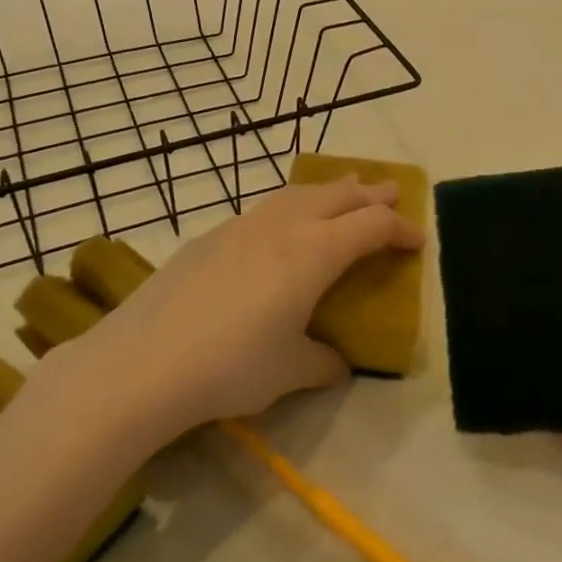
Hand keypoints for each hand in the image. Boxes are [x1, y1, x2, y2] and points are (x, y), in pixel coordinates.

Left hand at [44, 178, 422, 440]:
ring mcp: (243, 226)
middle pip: (338, 196)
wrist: (143, 361)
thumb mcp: (289, 371)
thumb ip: (322, 362)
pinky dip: (292, 204)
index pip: (371, 227)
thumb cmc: (231, 366)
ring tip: (344, 190)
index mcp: (315, 253)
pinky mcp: (211, 236)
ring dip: (330, 190)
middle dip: (370, 194)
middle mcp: (284, 227)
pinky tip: (283, 224)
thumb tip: (337, 363)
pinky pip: (267, 207)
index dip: (401, 230)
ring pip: (299, 193)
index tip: (418, 240)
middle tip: (392, 193)